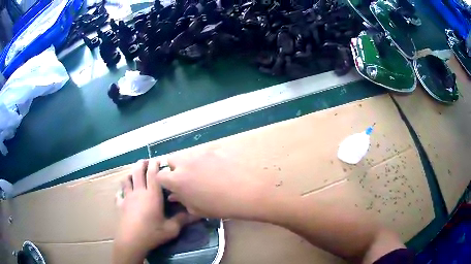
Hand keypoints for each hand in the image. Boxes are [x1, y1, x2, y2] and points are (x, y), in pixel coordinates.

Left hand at [113, 159, 195, 263]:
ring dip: (130, 174)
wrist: (132, 241)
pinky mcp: (120, 205)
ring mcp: (127, 198)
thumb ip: (183, 219)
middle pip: (137, 172)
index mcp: (152, 195)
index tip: (158, 160)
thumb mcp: (171, 229)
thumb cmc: (152, 233)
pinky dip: (121, 191)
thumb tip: (197, 213)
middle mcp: (139, 192)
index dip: (155, 165)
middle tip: (146, 162)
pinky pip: (119, 194)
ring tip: (134, 174)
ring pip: (126, 180)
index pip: (153, 174)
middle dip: (142, 164)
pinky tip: (123, 194)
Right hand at [157, 145, 286, 219]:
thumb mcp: (198, 209)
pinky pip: (205, 153)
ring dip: (190, 163)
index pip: (159, 175)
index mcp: (177, 180)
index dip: (163, 181)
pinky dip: (206, 160)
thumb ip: (183, 201)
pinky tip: (219, 169)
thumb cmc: (221, 206)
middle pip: (171, 159)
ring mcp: (201, 153)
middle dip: (174, 168)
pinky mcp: (215, 148)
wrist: (248, 191)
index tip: (171, 187)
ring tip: (204, 174)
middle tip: (186, 179)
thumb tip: (175, 196)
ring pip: (188, 155)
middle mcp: (185, 162)